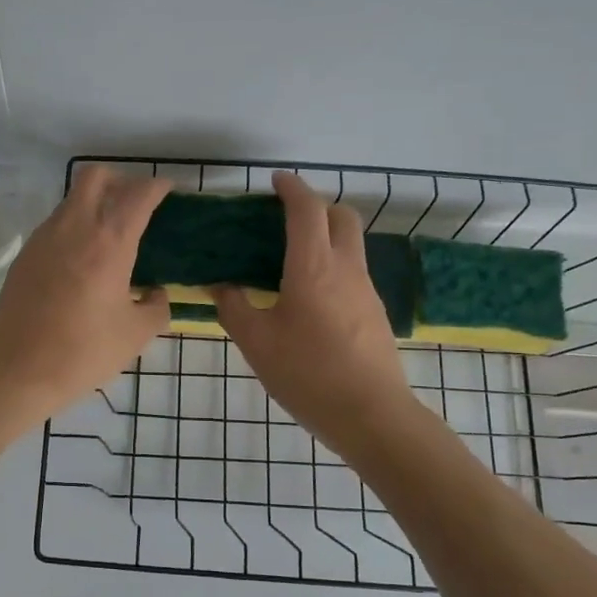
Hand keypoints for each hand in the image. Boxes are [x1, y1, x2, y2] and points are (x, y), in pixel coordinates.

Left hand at [0, 166, 171, 421]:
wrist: (16, 371)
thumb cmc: (83, 352)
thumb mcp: (135, 335)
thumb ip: (156, 307)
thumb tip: (155, 293)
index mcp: (108, 241)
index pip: (137, 194)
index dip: (157, 186)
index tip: (168, 191)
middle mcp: (74, 227)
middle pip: (96, 176)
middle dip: (120, 180)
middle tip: (135, 204)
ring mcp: (43, 238)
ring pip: (72, 199)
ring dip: (94, 203)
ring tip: (110, 235)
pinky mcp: (25, 255)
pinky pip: (55, 225)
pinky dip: (74, 227)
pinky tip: (82, 260)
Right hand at [216, 171, 413, 454]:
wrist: (371, 415)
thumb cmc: (307, 374)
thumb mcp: (256, 342)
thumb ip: (233, 307)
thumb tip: (221, 286)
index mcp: (313, 267)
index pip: (307, 210)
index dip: (292, 188)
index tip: (275, 181)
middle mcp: (346, 269)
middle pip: (342, 217)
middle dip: (317, 206)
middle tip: (286, 220)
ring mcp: (366, 291)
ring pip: (351, 245)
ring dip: (326, 237)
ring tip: (291, 261)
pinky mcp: (375, 314)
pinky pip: (353, 273)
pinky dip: (333, 266)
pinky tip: (310, 299)